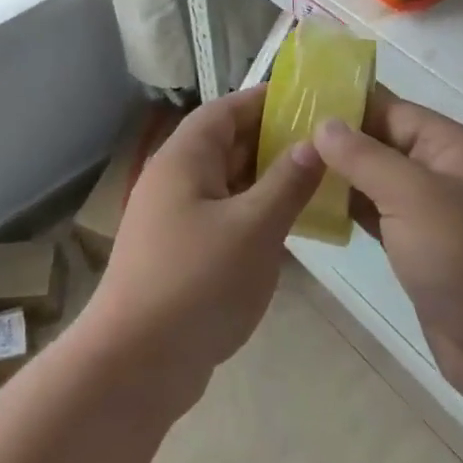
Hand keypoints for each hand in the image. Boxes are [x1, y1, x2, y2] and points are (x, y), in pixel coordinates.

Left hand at [83, 88, 323, 406]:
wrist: (137, 362)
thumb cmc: (197, 282)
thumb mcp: (254, 228)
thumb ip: (287, 182)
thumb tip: (314, 144)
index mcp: (184, 159)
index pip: (226, 110)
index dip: (265, 101)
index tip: (310, 100)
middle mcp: (175, 180)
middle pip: (226, 144)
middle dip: (273, 141)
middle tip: (325, 143)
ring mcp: (175, 218)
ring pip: (227, 183)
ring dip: (266, 180)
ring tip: (318, 180)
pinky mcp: (181, 252)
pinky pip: (224, 216)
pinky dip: (254, 213)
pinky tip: (288, 226)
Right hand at [306, 88, 462, 415]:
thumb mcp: (415, 196)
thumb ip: (366, 157)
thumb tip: (323, 124)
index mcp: (451, 147)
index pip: (391, 110)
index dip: (344, 104)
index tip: (293, 101)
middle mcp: (441, 173)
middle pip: (381, 143)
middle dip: (334, 140)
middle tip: (275, 136)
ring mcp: (430, 214)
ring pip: (375, 181)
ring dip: (336, 175)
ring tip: (283, 166)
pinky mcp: (417, 249)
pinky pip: (376, 216)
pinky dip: (346, 209)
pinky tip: (308, 205)